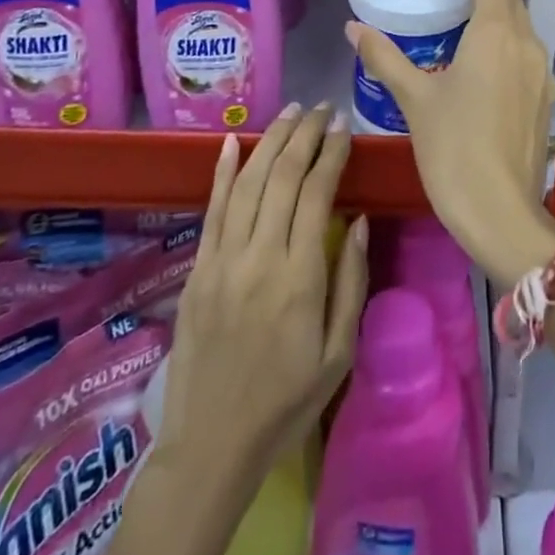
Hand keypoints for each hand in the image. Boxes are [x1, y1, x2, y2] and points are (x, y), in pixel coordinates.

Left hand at [157, 103, 369, 481]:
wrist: (211, 445)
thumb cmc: (286, 403)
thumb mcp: (339, 353)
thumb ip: (350, 282)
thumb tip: (357, 221)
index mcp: (300, 277)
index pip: (316, 193)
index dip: (331, 153)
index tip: (344, 128)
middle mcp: (259, 257)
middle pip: (282, 176)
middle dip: (305, 134)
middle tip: (322, 108)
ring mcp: (222, 260)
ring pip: (247, 182)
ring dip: (271, 141)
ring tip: (291, 113)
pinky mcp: (197, 269)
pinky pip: (211, 210)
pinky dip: (221, 172)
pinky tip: (232, 142)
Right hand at [346, 0, 554, 284]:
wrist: (499, 212)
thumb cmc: (452, 147)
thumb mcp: (414, 99)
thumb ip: (384, 57)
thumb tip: (354, 27)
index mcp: (496, 33)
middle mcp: (527, 44)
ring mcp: (543, 73)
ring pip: (523, 29)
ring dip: (499, 20)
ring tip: (464, 31)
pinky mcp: (547, 100)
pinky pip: (528, 59)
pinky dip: (508, 50)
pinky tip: (484, 73)